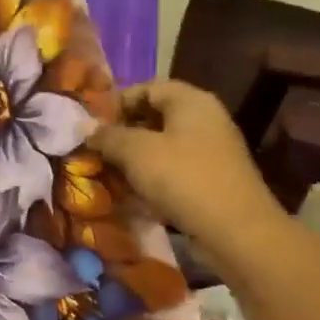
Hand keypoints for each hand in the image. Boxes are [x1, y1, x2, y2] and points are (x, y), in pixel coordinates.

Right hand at [87, 81, 287, 253]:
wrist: (236, 231)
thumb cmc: (184, 178)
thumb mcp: (137, 152)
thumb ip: (108, 136)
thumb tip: (83, 126)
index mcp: (190, 101)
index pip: (146, 88)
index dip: (116, 103)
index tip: (91, 127)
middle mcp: (204, 119)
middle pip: (154, 116)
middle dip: (122, 133)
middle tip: (96, 152)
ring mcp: (210, 150)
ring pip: (162, 146)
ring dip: (134, 159)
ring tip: (108, 175)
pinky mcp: (211, 179)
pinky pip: (174, 170)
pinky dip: (152, 178)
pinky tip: (133, 195)